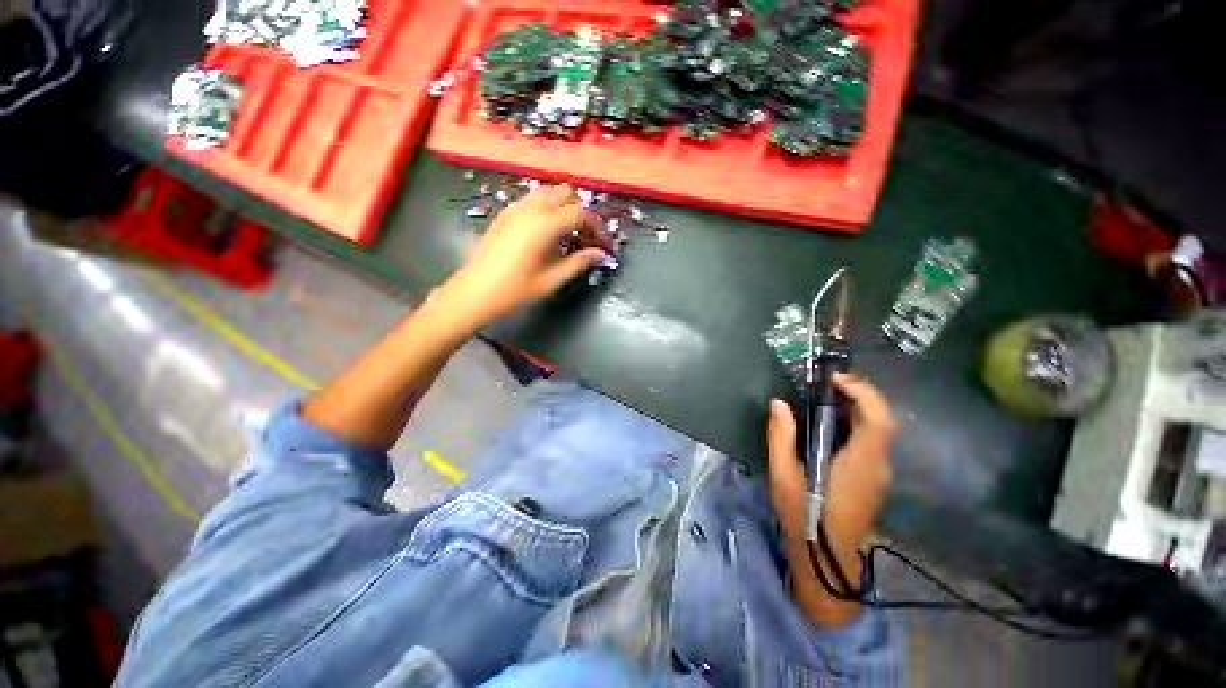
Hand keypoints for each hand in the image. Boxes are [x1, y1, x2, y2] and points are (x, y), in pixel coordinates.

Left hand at [442, 185, 606, 328]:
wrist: (476, 291)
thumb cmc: (516, 290)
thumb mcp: (551, 280)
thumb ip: (578, 263)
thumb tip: (599, 254)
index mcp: (544, 226)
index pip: (579, 213)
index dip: (595, 225)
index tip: (600, 241)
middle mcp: (530, 209)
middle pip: (565, 193)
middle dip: (580, 210)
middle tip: (584, 234)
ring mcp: (515, 208)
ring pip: (547, 192)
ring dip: (563, 206)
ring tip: (567, 231)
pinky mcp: (505, 213)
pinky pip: (532, 199)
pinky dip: (546, 207)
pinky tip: (546, 230)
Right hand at [766, 372, 897, 627]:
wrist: (827, 561)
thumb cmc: (804, 517)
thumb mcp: (784, 476)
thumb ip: (781, 437)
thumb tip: (778, 404)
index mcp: (860, 463)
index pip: (879, 419)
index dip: (863, 393)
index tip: (835, 380)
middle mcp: (878, 465)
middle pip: (882, 420)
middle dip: (858, 396)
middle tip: (826, 386)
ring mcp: (880, 474)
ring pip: (879, 431)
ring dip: (857, 410)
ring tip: (824, 401)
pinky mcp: (875, 480)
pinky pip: (872, 443)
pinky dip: (856, 426)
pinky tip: (829, 429)